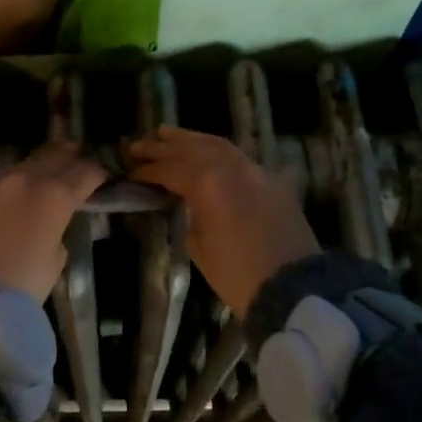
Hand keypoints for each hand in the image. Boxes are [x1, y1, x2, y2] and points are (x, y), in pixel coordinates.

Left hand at [0, 143, 108, 301]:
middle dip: (71, 156)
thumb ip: (59, 231)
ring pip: (26, 163)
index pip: (85, 172)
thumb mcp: (57, 259)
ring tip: (48, 172)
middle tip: (79, 158)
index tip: (103, 178)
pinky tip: (15, 194)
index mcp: (55, 196)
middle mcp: (27, 179)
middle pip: (55, 155)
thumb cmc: (23, 284)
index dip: (98, 174)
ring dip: (41, 166)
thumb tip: (51, 223)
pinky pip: (1, 180)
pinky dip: (14, 182)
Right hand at [126, 126, 318, 315]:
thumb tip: (184, 200)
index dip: (147, 170)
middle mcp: (231, 167)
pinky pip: (239, 157)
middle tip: (139, 145)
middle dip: (163, 146)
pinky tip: (206, 151)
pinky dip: (217, 150)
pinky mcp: (272, 181)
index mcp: (207, 183)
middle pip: (192, 148)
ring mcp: (255, 170)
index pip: (169, 169)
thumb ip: (188, 212)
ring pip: (218, 145)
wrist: (291, 288)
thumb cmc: (236, 274)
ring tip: (167, 134)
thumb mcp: (198, 246)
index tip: (130, 171)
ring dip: (190, 139)